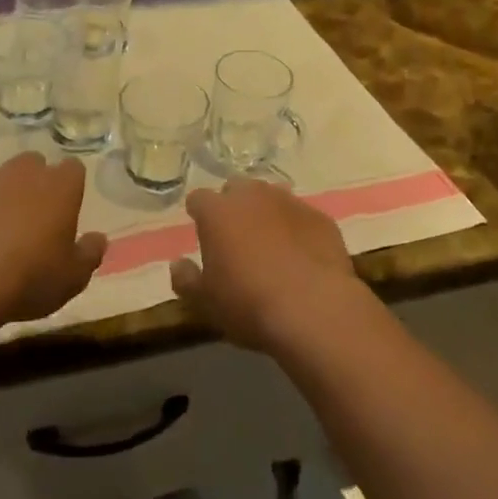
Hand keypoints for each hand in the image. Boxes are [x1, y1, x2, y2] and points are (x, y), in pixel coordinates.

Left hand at [0, 153, 107, 323]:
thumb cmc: (29, 278)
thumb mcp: (73, 278)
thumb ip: (90, 254)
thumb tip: (97, 239)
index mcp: (60, 186)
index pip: (74, 169)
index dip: (71, 187)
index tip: (66, 211)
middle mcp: (23, 172)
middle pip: (34, 165)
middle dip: (35, 184)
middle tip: (32, 220)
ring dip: (1, 196)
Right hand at [170, 179, 371, 351]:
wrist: (314, 309)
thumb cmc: (249, 304)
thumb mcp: (206, 302)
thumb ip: (186, 280)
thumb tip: (178, 264)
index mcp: (218, 211)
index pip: (198, 199)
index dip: (199, 214)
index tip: (202, 233)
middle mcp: (253, 196)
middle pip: (237, 189)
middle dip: (234, 207)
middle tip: (237, 238)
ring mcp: (290, 202)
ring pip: (272, 198)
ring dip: (267, 214)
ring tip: (271, 246)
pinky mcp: (319, 217)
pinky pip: (301, 217)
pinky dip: (297, 230)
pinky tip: (302, 257)